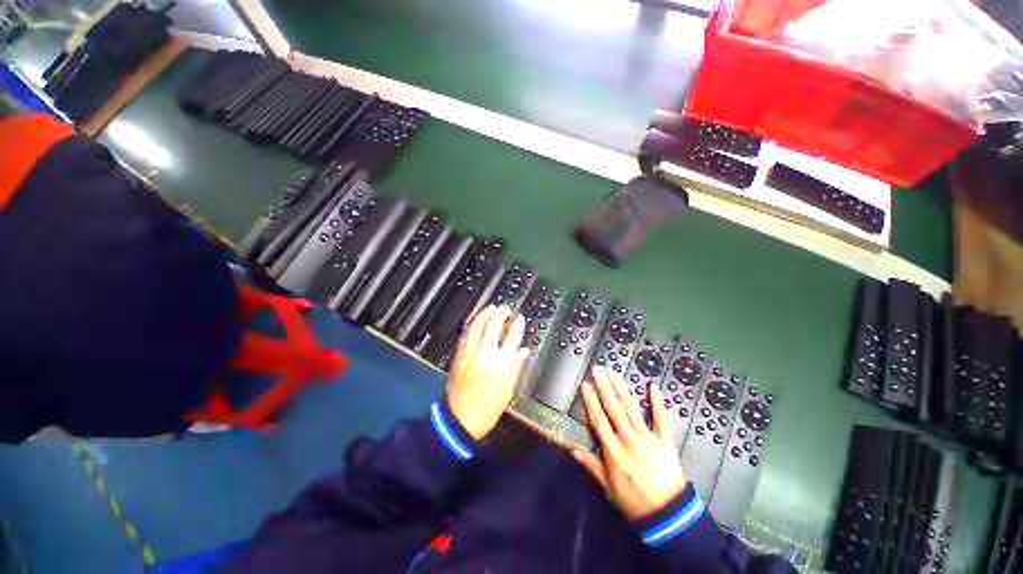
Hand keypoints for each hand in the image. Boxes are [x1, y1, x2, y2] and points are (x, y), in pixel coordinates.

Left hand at [447, 305, 527, 440]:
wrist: (460, 419)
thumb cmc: (488, 408)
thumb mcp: (508, 390)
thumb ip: (516, 367)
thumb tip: (523, 351)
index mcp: (501, 365)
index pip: (512, 338)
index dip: (517, 326)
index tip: (520, 319)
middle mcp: (485, 355)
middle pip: (493, 326)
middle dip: (500, 314)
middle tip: (505, 308)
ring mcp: (470, 354)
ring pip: (477, 326)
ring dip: (484, 314)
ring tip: (491, 308)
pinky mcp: (459, 356)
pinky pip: (466, 334)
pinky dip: (473, 325)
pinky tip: (477, 321)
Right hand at [571, 366, 687, 519]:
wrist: (668, 514)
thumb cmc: (634, 500)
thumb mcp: (608, 486)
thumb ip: (591, 465)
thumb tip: (572, 449)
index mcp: (614, 450)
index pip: (599, 420)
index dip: (591, 401)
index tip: (585, 384)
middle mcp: (629, 439)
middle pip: (614, 408)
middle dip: (604, 387)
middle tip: (598, 369)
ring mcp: (648, 438)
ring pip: (632, 408)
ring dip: (622, 388)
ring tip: (614, 373)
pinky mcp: (665, 440)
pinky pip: (662, 419)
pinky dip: (658, 402)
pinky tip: (653, 386)